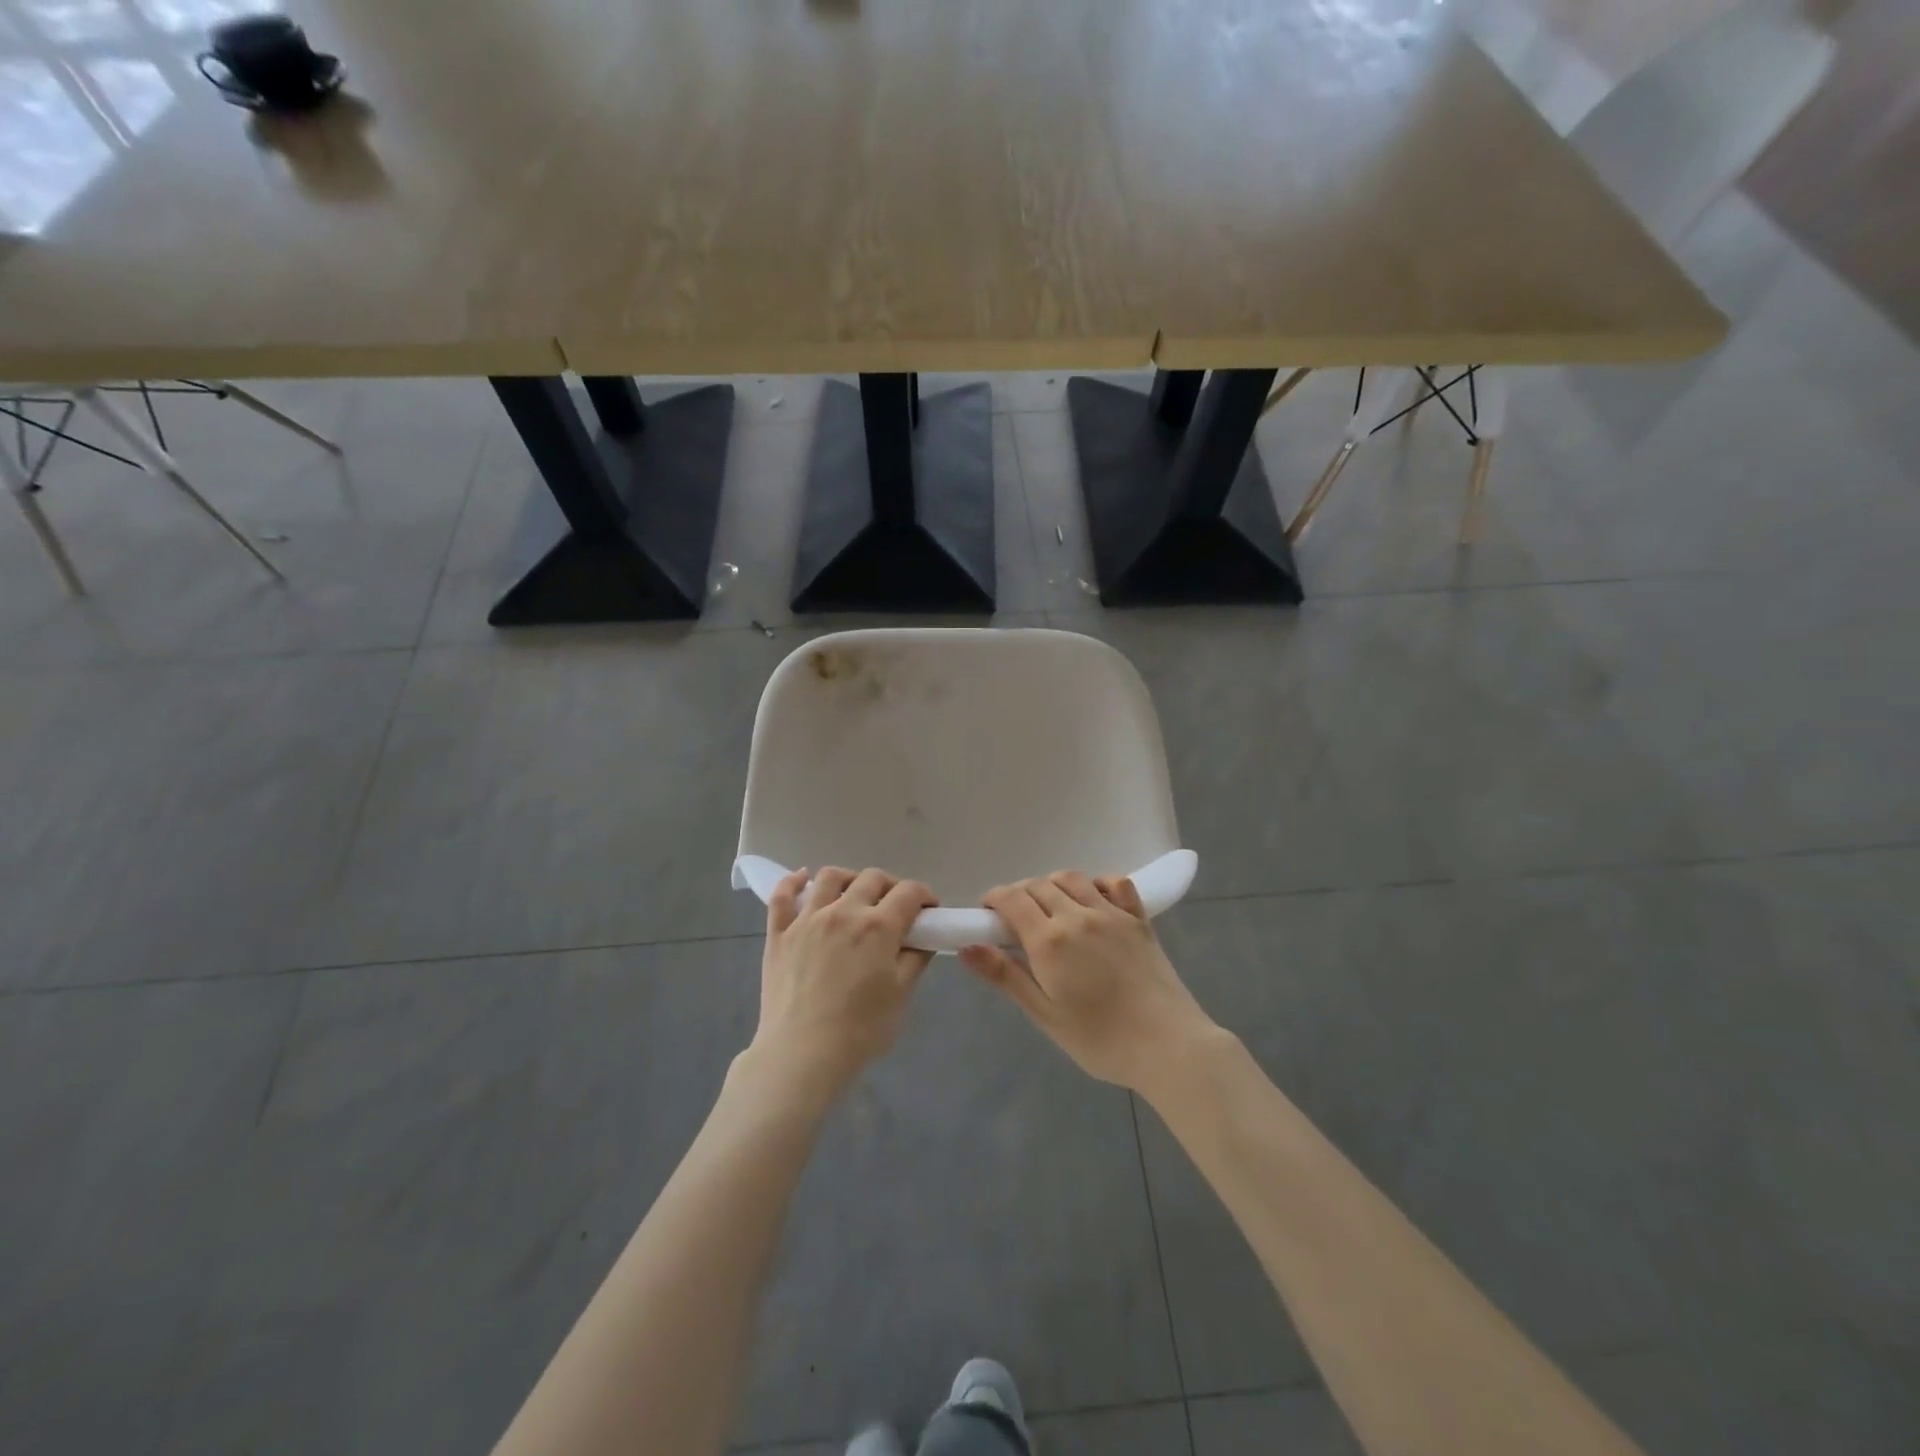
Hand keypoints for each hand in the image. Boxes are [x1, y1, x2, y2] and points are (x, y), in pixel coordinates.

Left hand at [750, 866, 936, 1102]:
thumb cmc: (860, 1030)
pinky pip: (782, 895)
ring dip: (849, 878)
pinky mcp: (779, 933)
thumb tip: (922, 940)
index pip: (909, 892)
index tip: (928, 909)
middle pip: (872, 878)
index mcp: (878, 926)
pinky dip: (793, 881)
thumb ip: (915, 960)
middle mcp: (844, 911)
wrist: (802, 1054)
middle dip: (891, 886)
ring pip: (829, 877)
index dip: (924, 895)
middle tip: (895, 907)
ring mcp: (807, 919)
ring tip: (853, 893)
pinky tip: (803, 879)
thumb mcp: (900, 995)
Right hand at [960, 872, 1220, 1095]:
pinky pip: (1115, 883)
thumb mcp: (1045, 1015)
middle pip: (1039, 885)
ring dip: (1052, 884)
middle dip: (1019, 894)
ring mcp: (1112, 913)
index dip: (994, 899)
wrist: (1169, 1046)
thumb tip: (966, 947)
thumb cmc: (1100, 1040)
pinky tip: (1092, 900)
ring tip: (1048, 907)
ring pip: (1072, 878)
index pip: (1012, 899)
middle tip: (1014, 919)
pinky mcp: (1139, 919)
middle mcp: (1078, 916)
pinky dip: (1096, 882)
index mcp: (1050, 940)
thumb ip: (1006, 976)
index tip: (987, 913)